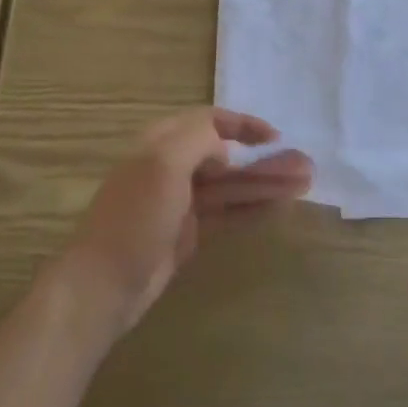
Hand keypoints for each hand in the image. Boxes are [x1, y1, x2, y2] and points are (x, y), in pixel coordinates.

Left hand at [50, 108, 311, 337]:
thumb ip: (198, 141)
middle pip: (227, 156)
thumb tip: (225, 150)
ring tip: (304, 184)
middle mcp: (172, 167)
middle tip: (305, 166)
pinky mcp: (187, 235)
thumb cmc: (134, 217)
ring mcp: (181, 203)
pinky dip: (252, 209)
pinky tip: (278, 208)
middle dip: (264, 160)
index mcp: (161, 142)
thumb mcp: (163, 164)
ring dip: (265, 184)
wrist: (102, 285)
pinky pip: (226, 215)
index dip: (243, 124)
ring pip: (231, 187)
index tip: (275, 136)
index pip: (209, 121)